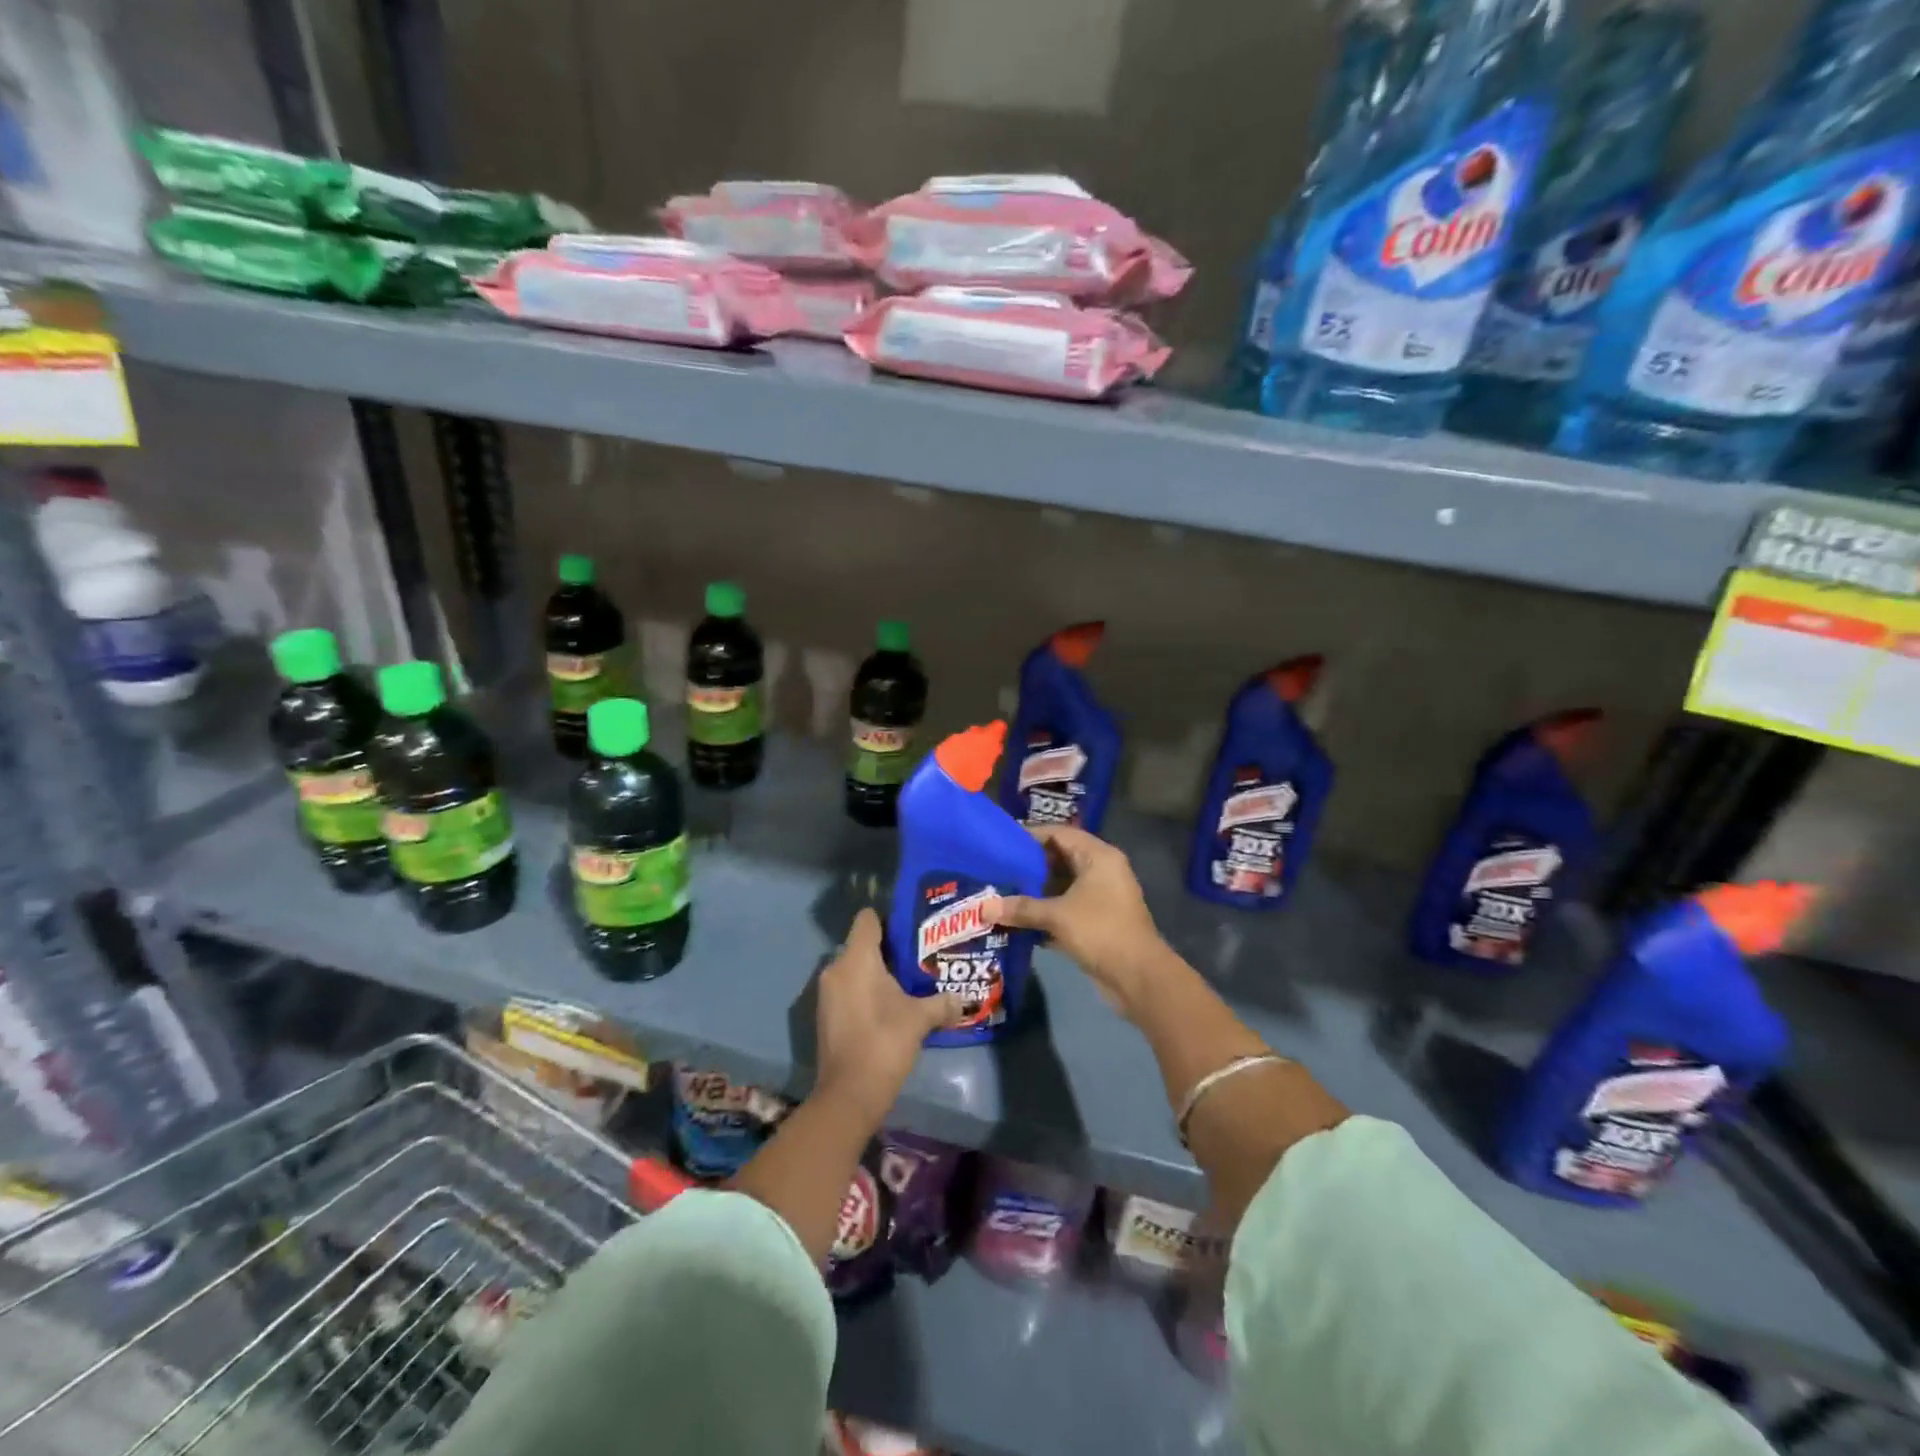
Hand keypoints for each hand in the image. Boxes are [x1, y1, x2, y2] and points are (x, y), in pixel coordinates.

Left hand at [814, 908, 961, 1123]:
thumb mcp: (920, 1019)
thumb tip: (964, 999)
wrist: (849, 1094)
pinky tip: (888, 1006)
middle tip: (916, 957)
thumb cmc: (884, 1042)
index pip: (867, 919)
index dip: (888, 920)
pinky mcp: (826, 1014)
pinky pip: (847, 989)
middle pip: (861, 944)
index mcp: (856, 959)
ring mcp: (827, 993)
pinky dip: (864, 991)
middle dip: (886, 949)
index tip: (911, 930)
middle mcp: (835, 968)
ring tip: (906, 982)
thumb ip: (942, 1003)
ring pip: (853, 968)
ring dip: (875, 973)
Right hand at [988, 825, 1167, 1020]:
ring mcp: (1101, 896)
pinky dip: (1045, 911)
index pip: (1059, 833)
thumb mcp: (1057, 916)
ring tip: (1001, 892)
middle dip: (1029, 866)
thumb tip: (983, 907)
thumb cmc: (1101, 932)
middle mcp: (1101, 870)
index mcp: (1098, 856)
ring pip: (1062, 885)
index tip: (1001, 843)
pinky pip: (1066, 907)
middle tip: (996, 869)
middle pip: (1059, 858)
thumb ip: (1021, 908)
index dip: (1030, 836)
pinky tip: (1017, 919)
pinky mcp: (1097, 920)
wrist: (1139, 977)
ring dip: (1035, 891)